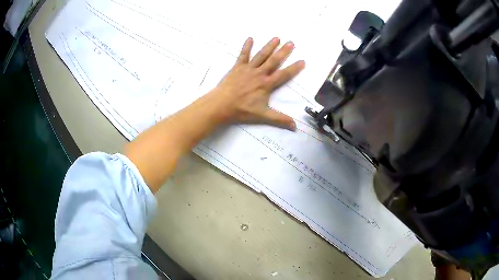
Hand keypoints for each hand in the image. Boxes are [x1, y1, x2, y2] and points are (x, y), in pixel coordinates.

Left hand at [204, 37, 304, 129]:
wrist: (221, 105)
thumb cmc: (242, 110)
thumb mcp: (262, 116)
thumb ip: (279, 119)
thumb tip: (295, 126)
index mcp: (267, 84)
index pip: (284, 75)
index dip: (294, 68)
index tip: (303, 60)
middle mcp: (259, 73)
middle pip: (274, 60)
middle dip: (284, 51)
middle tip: (292, 42)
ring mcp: (248, 69)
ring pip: (261, 55)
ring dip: (269, 46)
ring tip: (277, 37)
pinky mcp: (237, 67)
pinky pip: (243, 55)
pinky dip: (246, 46)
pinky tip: (250, 38)